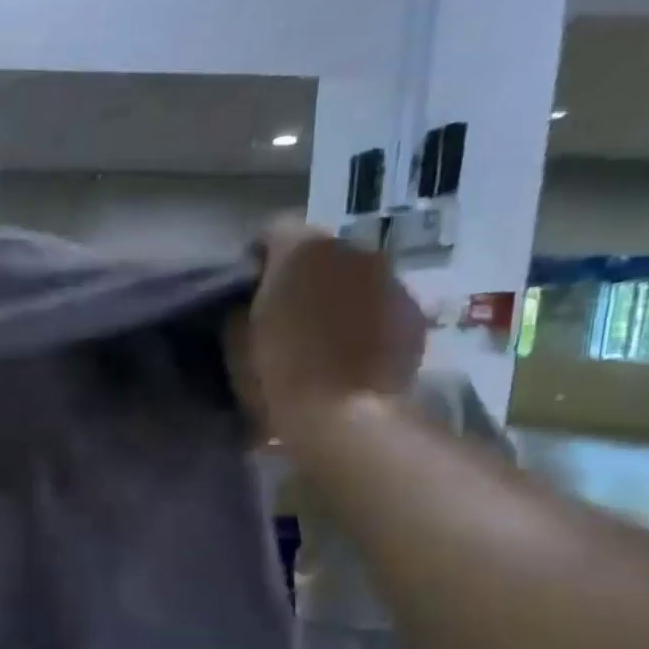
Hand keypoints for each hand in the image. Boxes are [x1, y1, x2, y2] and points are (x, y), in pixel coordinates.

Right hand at [232, 218, 424, 444]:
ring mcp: (390, 279)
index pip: (273, 229)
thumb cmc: (277, 376)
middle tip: (281, 317)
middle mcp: (352, 250)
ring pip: (352, 277)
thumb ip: (240, 305)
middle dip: (300, 277)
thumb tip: (249, 299)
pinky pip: (379, 305)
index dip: (256, 259)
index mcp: (301, 250)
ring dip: (334, 297)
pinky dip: (363, 320)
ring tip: (318, 338)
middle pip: (318, 253)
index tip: (245, 292)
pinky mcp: (414, 313)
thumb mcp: (234, 340)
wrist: (346, 419)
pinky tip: (349, 353)